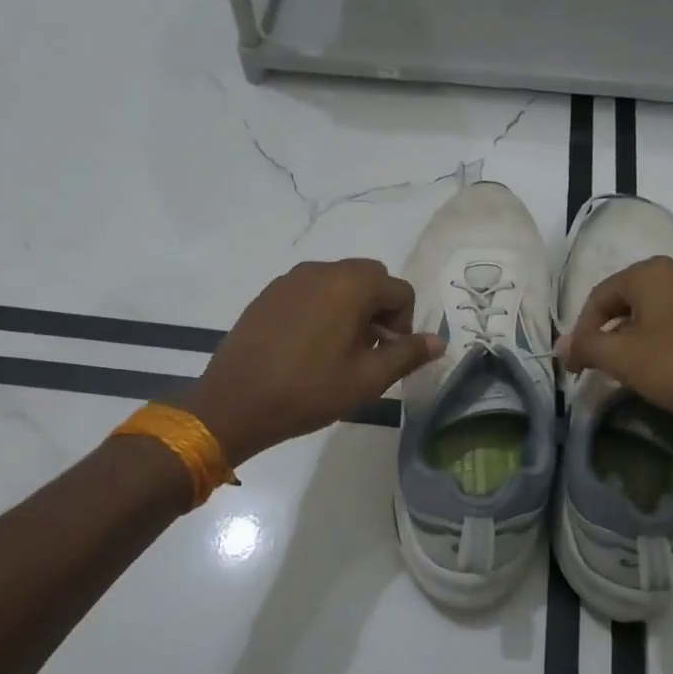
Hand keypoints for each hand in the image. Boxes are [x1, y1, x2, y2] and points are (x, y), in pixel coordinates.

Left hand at [182, 259, 442, 465]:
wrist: (234, 403)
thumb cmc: (308, 391)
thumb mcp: (367, 379)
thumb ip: (407, 354)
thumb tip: (438, 341)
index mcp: (351, 284)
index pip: (400, 290)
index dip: (404, 324)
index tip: (387, 355)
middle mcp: (322, 270)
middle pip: (370, 279)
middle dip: (379, 310)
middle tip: (366, 351)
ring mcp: (291, 279)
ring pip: (339, 283)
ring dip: (351, 309)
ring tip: (337, 352)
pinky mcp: (269, 293)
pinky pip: (310, 291)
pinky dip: (322, 309)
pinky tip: (307, 347)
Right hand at [558, 256, 672, 441]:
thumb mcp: (623, 358)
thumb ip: (586, 346)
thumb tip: (562, 346)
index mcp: (653, 272)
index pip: (600, 296)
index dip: (581, 332)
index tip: (576, 367)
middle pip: (627, 302)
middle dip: (608, 335)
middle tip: (599, 370)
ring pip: (654, 314)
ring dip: (634, 341)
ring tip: (629, 374)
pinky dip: (662, 344)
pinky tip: (664, 372)